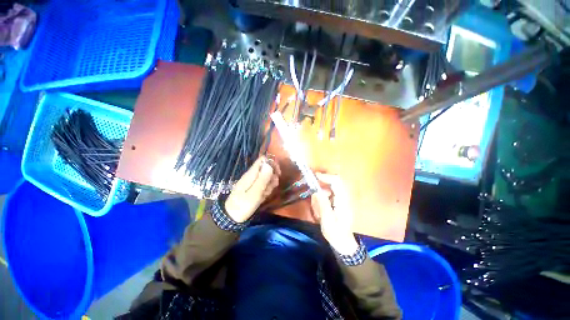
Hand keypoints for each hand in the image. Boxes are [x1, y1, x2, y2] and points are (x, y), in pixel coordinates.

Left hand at [225, 156, 279, 222]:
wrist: (232, 217)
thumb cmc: (243, 205)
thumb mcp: (255, 193)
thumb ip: (262, 179)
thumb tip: (269, 164)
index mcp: (251, 174)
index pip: (262, 160)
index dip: (272, 163)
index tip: (277, 173)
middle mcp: (252, 175)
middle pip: (267, 169)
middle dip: (272, 177)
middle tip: (272, 187)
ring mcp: (253, 182)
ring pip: (267, 178)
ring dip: (270, 185)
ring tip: (265, 194)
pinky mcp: (254, 188)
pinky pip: (264, 185)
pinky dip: (266, 190)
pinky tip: (263, 197)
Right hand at [311, 173, 358, 254]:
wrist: (344, 244)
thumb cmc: (336, 234)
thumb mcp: (327, 221)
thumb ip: (323, 205)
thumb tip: (317, 191)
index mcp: (343, 201)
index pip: (337, 182)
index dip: (326, 177)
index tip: (315, 176)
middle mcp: (345, 197)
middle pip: (335, 182)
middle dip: (323, 184)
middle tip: (314, 191)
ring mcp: (343, 200)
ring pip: (332, 188)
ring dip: (323, 192)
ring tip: (317, 204)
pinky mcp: (340, 203)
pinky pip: (331, 194)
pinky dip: (324, 197)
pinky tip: (320, 207)